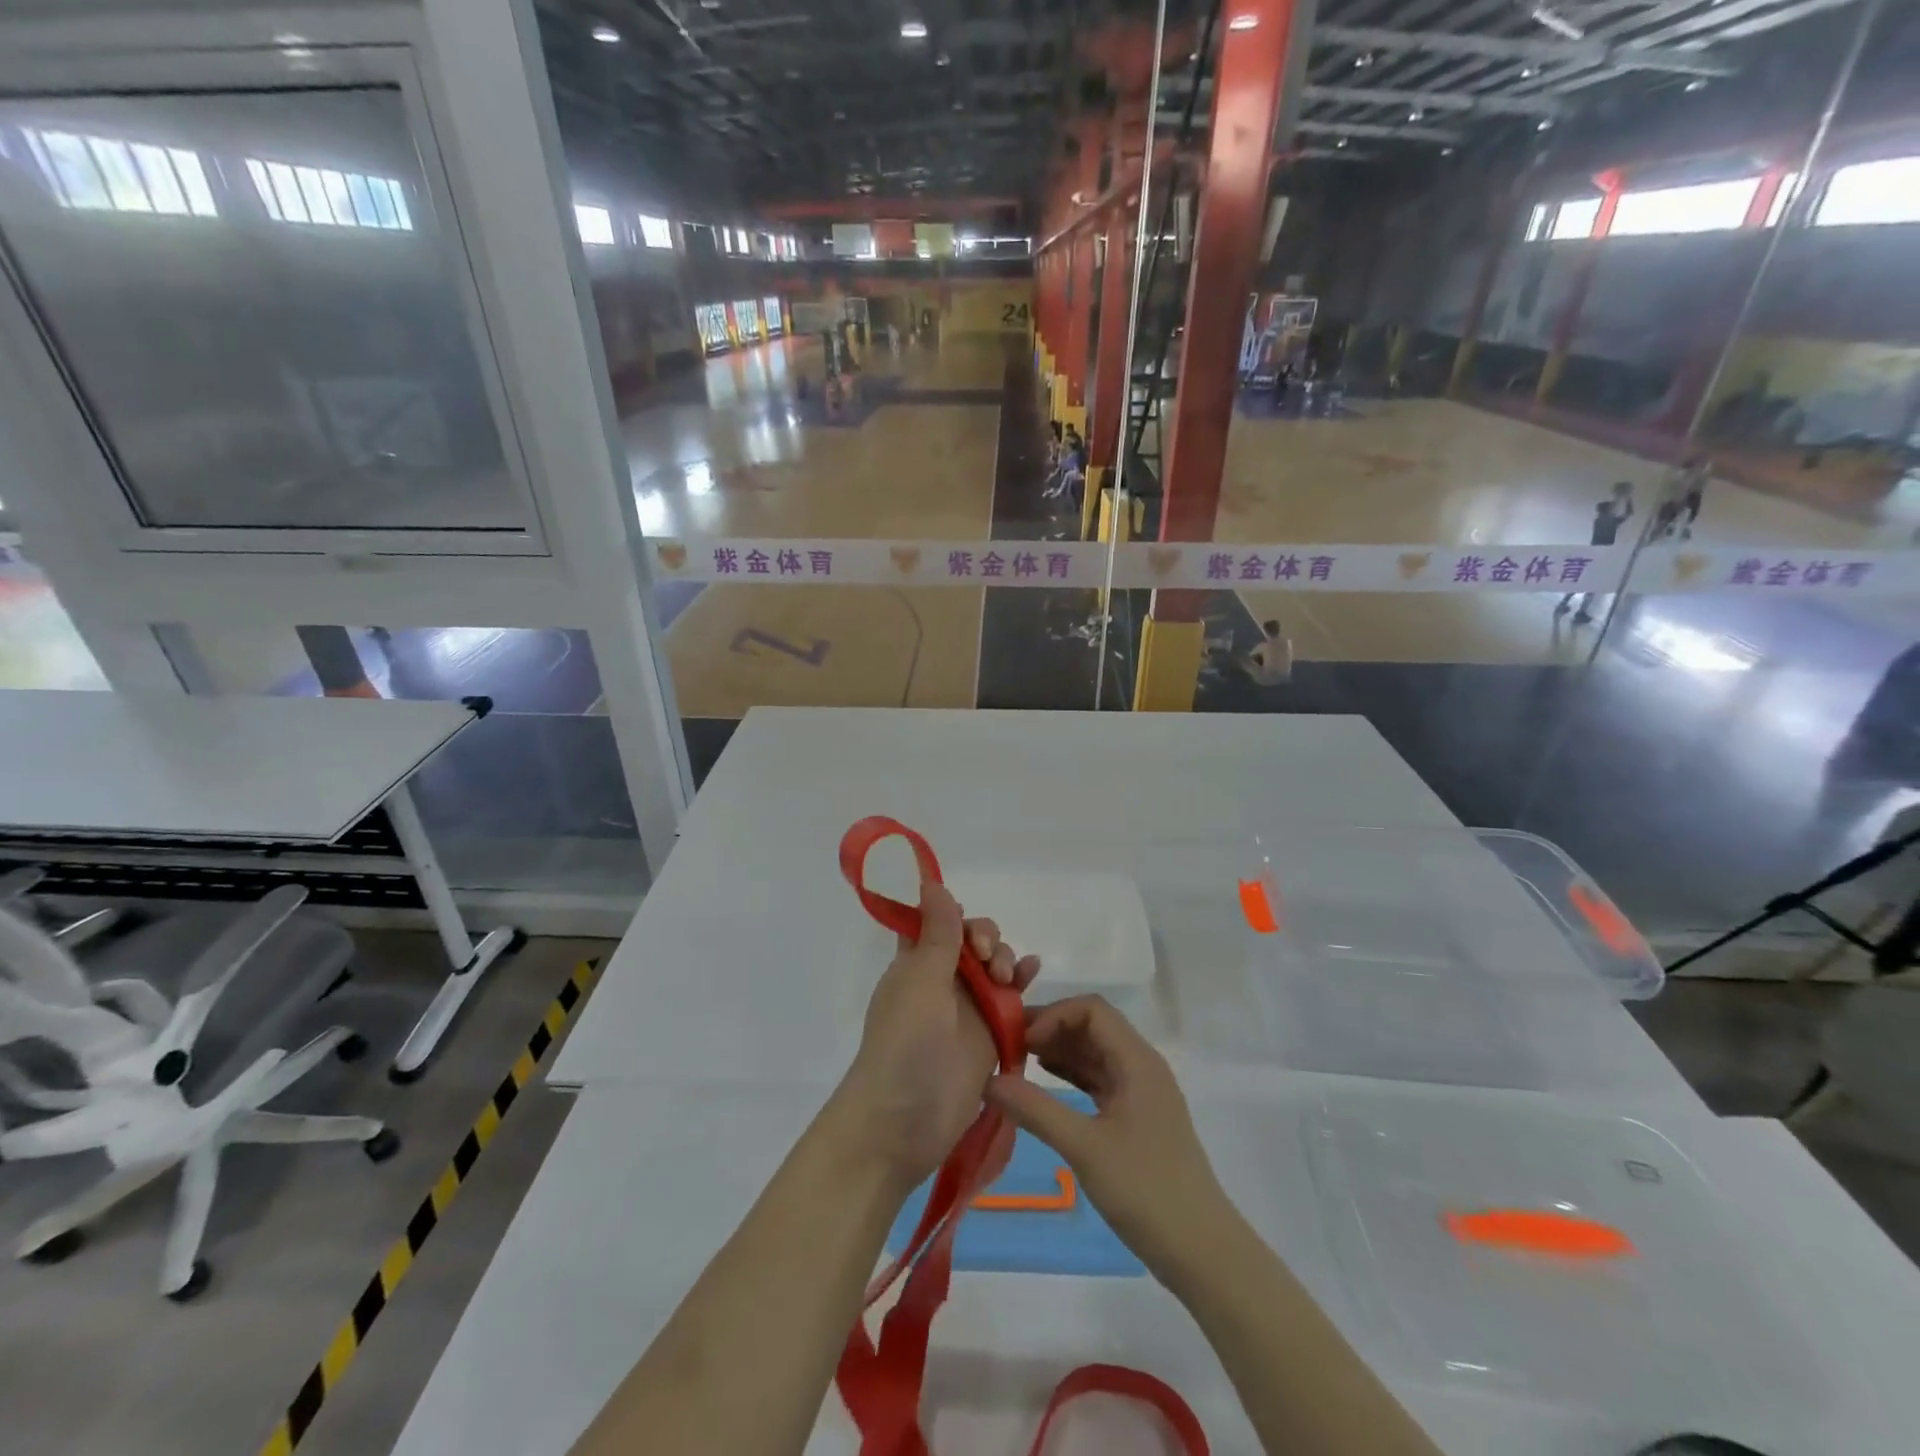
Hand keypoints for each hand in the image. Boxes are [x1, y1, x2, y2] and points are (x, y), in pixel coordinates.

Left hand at [833, 880, 1039, 1189]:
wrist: (905, 1121)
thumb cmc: (905, 1044)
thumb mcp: (920, 981)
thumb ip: (937, 934)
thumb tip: (932, 882)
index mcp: (914, 963)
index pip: (935, 922)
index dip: (953, 914)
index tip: (966, 925)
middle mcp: (940, 980)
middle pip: (971, 941)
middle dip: (987, 938)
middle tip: (989, 957)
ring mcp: (967, 1009)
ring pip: (993, 967)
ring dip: (1005, 958)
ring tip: (1009, 975)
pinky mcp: (989, 1035)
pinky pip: (1010, 999)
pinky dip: (1022, 982)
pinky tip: (1034, 971)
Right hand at [984, 996, 1229, 1277]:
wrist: (1203, 1252)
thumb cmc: (1147, 1191)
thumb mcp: (1084, 1148)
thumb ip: (1036, 1110)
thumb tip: (988, 1079)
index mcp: (1137, 1061)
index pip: (1091, 1010)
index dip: (1053, 1015)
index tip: (1020, 1041)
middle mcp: (1142, 1066)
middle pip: (1093, 1026)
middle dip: (1051, 1029)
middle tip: (1008, 1047)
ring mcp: (1142, 1092)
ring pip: (1096, 1053)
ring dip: (1060, 1052)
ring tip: (1018, 1064)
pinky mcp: (1138, 1118)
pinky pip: (1100, 1080)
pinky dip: (1072, 1076)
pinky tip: (1044, 1086)